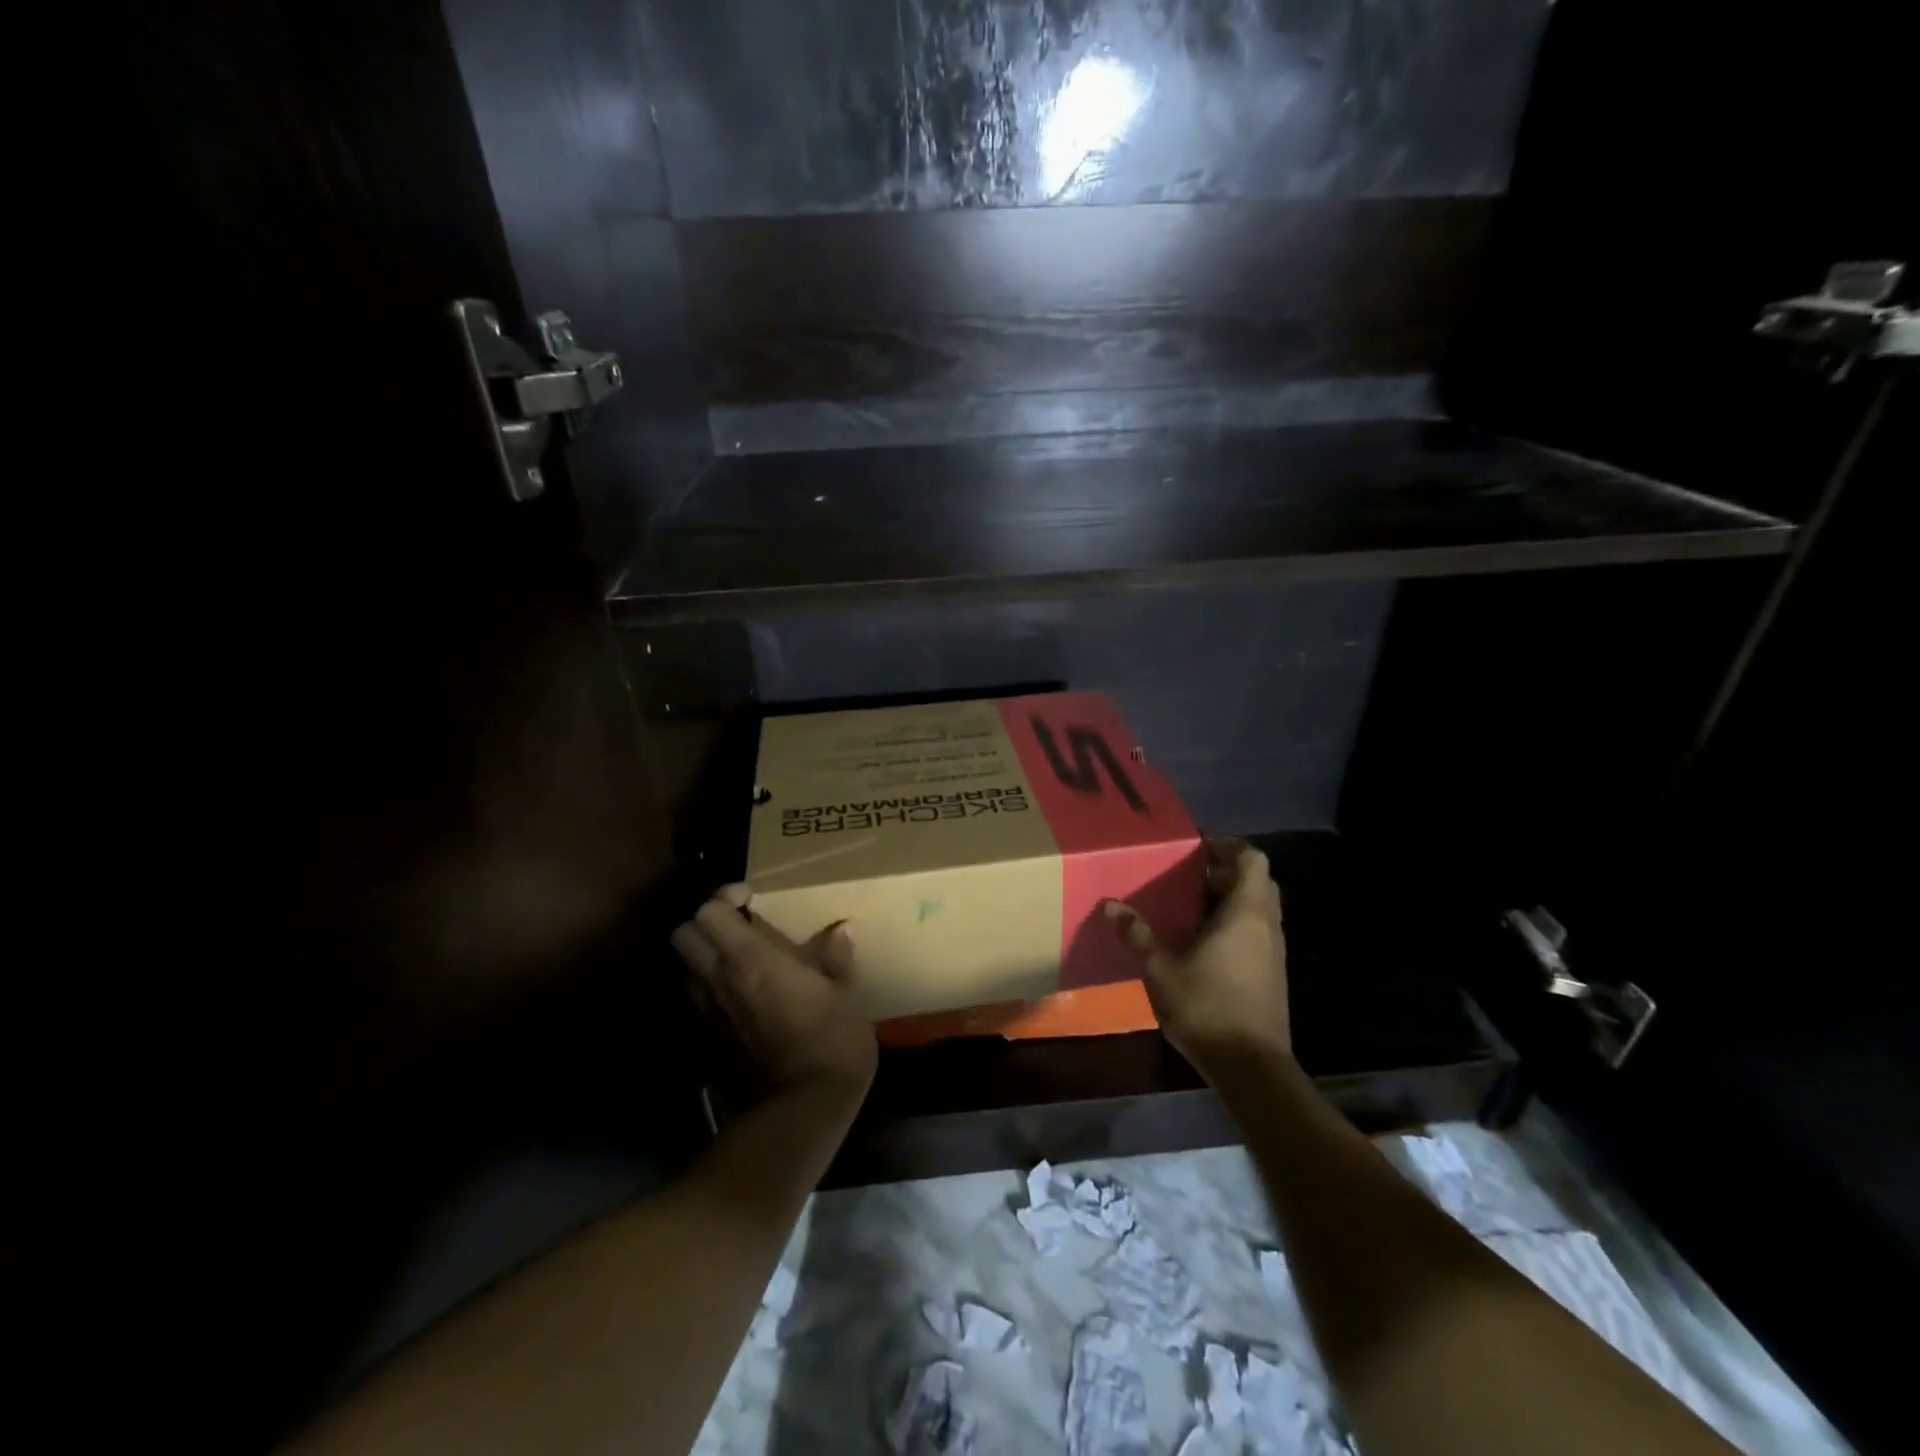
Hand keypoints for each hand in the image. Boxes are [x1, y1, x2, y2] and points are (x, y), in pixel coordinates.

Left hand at [671, 886, 877, 1097]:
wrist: (802, 1108)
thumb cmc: (830, 1039)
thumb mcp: (844, 993)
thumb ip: (836, 957)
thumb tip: (843, 929)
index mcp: (752, 958)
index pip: (710, 911)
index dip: (725, 896)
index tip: (752, 899)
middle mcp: (719, 979)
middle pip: (683, 934)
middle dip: (705, 923)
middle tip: (737, 927)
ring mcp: (708, 1012)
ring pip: (686, 968)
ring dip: (704, 956)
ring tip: (738, 960)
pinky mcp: (707, 1041)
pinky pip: (698, 1001)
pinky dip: (711, 989)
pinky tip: (742, 998)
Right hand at [1104, 838, 1290, 1077]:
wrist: (1252, 1068)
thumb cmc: (1207, 1007)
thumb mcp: (1161, 969)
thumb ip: (1137, 934)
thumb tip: (1110, 904)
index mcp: (1245, 912)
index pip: (1252, 858)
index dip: (1227, 846)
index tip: (1196, 849)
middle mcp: (1266, 924)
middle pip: (1257, 879)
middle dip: (1224, 871)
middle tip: (1187, 876)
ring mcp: (1273, 950)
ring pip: (1258, 906)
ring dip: (1229, 898)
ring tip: (1188, 905)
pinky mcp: (1272, 973)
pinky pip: (1256, 930)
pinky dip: (1234, 923)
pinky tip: (1201, 941)